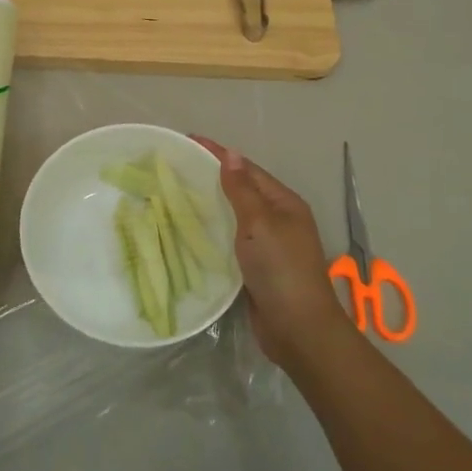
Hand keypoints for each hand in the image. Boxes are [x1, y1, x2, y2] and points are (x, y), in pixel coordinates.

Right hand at [193, 137, 342, 367]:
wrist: (298, 329)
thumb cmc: (281, 269)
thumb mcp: (260, 223)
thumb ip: (242, 190)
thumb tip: (231, 154)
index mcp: (284, 203)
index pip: (247, 169)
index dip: (218, 154)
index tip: (187, 141)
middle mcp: (278, 220)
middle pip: (240, 190)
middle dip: (211, 177)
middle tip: (173, 168)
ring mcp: (267, 245)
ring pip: (233, 216)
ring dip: (208, 205)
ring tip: (174, 195)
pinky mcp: (255, 268)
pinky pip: (229, 241)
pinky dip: (211, 232)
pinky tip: (188, 231)